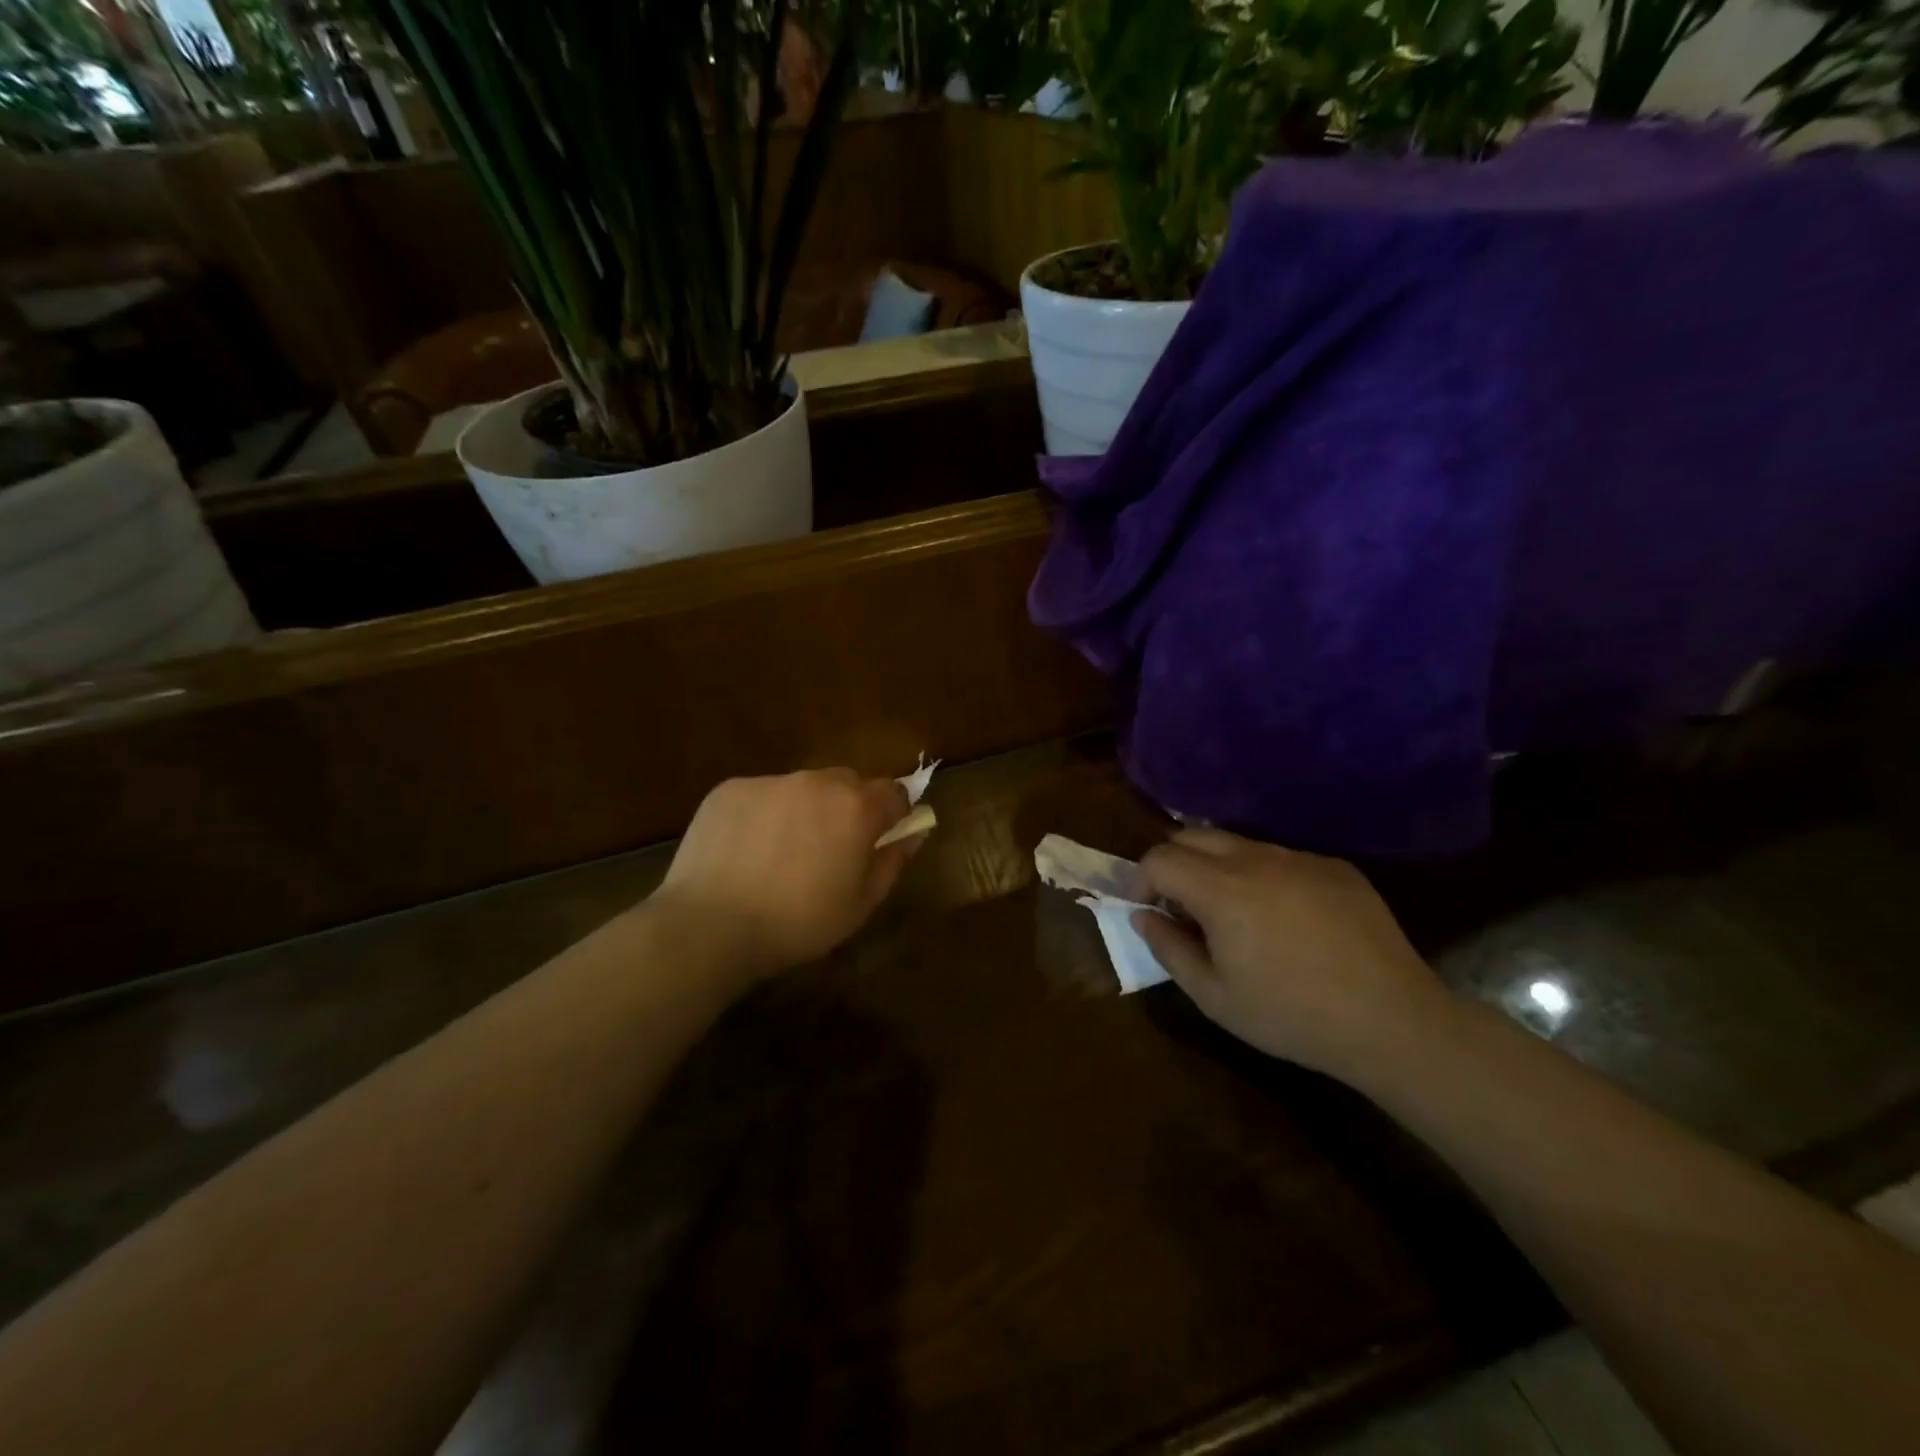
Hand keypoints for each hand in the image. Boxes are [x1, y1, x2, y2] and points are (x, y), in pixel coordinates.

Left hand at [655, 769, 923, 981]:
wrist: (710, 925)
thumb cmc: (798, 922)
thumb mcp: (860, 904)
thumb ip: (893, 861)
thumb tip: (914, 833)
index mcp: (856, 807)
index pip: (894, 792)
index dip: (894, 815)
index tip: (881, 841)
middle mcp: (816, 781)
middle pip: (848, 783)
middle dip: (849, 809)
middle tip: (831, 851)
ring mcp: (770, 781)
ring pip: (803, 788)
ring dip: (805, 810)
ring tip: (782, 854)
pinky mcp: (730, 789)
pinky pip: (762, 795)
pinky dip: (764, 815)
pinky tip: (747, 852)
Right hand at [1132, 828, 1451, 1085]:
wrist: (1392, 1021)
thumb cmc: (1291, 1016)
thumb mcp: (1214, 996)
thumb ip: (1168, 948)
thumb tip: (1143, 915)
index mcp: (1222, 890)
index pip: (1159, 858)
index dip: (1141, 880)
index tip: (1147, 909)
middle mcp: (1257, 859)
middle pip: (1193, 835)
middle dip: (1173, 863)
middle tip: (1180, 905)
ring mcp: (1300, 858)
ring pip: (1238, 843)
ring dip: (1217, 867)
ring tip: (1231, 912)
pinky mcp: (1335, 866)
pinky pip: (1282, 858)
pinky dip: (1263, 876)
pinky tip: (1285, 919)